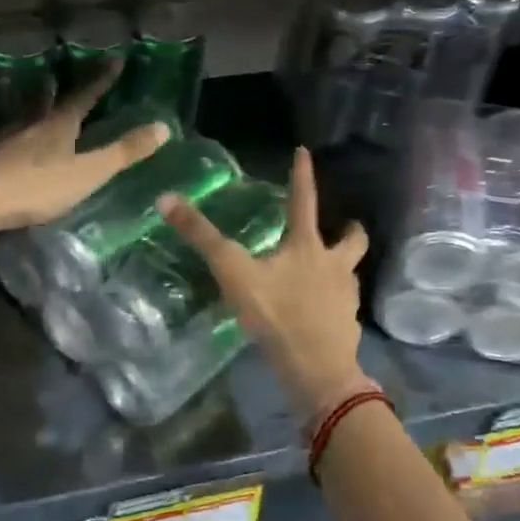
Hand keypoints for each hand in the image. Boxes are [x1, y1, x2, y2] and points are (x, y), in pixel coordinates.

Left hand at [0, 70, 169, 241]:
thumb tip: (163, 126)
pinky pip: (4, 138)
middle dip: (56, 89)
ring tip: (32, 98)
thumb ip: (123, 152)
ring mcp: (4, 141)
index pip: (84, 97)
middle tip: (57, 75)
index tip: (114, 60)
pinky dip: (11, 133)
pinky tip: (5, 141)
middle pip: (46, 102)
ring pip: (21, 117)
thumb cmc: (35, 186)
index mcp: (59, 126)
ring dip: (30, 106)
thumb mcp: (87, 173)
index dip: (101, 81)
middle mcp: (31, 126)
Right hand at [158, 146, 375, 429]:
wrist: (317, 369)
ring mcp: (345, 296)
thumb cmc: (276, 313)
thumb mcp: (233, 271)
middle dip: (350, 229)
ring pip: (351, 273)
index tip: (305, 151)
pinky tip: (322, 311)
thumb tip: (166, 199)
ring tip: (330, 270)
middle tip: (345, 225)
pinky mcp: (347, 325)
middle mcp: (333, 265)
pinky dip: (336, 303)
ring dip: (343, 266)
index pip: (304, 200)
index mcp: (307, 246)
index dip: (303, 174)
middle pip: (353, 240)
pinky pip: (345, 306)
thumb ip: (201, 237)